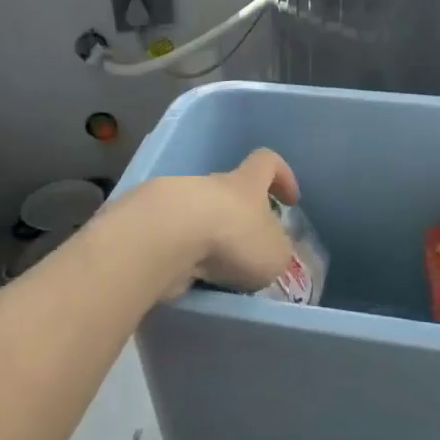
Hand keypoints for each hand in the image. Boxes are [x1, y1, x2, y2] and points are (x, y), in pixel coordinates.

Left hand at [134, 149, 300, 299]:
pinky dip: (180, 256)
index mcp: (245, 183)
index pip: (266, 162)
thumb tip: (268, 252)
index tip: (290, 201)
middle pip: (228, 192)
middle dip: (238, 219)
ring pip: (197, 216)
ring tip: (214, 273)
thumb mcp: (274, 253)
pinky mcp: (148, 224)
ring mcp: (175, 201)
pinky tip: (185, 278)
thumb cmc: (233, 237)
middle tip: (247, 252)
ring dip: (206, 240)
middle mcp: (210, 185)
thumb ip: (275, 251)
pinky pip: (172, 238)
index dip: (282, 176)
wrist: (165, 237)